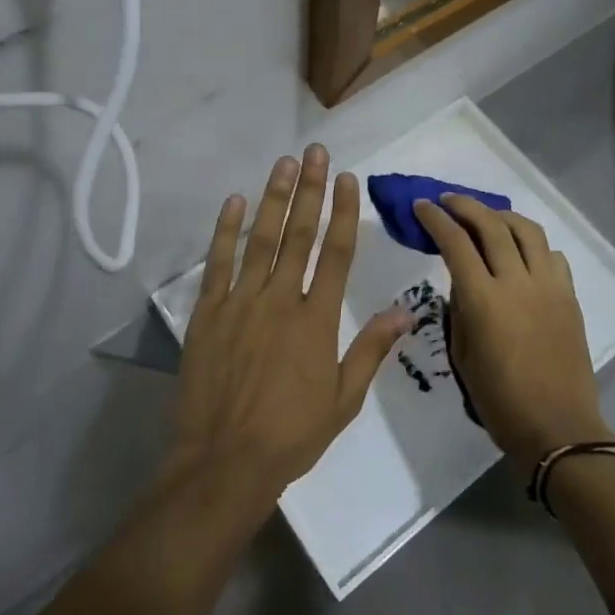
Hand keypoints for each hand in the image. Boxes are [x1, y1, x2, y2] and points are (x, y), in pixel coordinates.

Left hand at [167, 146, 410, 506]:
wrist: (224, 462)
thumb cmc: (291, 435)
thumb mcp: (343, 400)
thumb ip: (371, 349)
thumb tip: (406, 310)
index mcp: (316, 320)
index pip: (336, 253)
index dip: (343, 212)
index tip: (346, 178)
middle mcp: (280, 300)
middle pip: (299, 234)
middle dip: (309, 189)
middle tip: (314, 152)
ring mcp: (241, 302)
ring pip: (260, 239)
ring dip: (273, 198)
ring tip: (283, 163)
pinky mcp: (208, 312)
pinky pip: (218, 263)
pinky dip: (226, 230)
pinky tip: (234, 201)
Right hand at [413, 196, 612, 467]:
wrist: (558, 429)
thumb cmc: (499, 401)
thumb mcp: (462, 355)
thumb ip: (459, 310)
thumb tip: (462, 282)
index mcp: (483, 300)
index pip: (455, 242)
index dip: (435, 219)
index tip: (421, 206)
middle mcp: (517, 282)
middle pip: (492, 225)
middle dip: (465, 205)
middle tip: (447, 200)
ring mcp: (548, 286)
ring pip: (527, 230)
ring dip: (502, 215)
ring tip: (486, 215)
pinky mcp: (569, 296)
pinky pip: (552, 255)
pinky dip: (532, 244)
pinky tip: (521, 251)